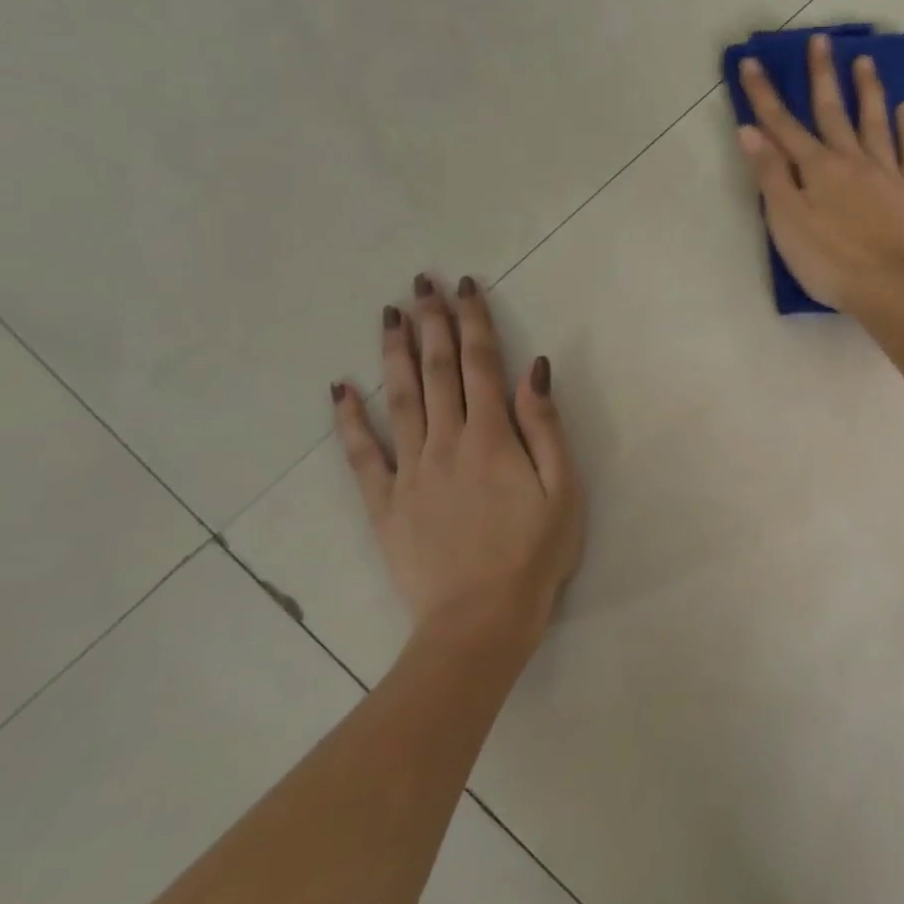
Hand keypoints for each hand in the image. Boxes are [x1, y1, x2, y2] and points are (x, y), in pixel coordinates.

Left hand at [332, 274, 583, 658]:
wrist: (481, 620)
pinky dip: (349, 420)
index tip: (465, 286)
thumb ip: (546, 427)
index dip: (474, 321)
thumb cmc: (535, 554)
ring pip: (399, 400)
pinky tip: (340, 389)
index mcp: (493, 438)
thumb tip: (534, 369)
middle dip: (432, 323)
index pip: (481, 365)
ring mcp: (410, 472)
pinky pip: (362, 455)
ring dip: (394, 354)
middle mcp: (447, 443)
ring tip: (389, 315)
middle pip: (437, 372)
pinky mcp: (385, 503)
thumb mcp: (564, 490)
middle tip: (421, 283)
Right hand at [736, 32, 903, 313]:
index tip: (752, 62)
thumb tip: (750, 131)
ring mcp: (887, 173)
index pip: (783, 125)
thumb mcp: (786, 222)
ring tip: (865, 61)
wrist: (890, 288)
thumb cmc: (830, 262)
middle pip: (833, 112)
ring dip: (868, 90)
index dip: (764, 95)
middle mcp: (852, 160)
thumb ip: (770, 176)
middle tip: (821, 41)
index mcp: (816, 169)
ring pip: (876, 122)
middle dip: (822, 76)